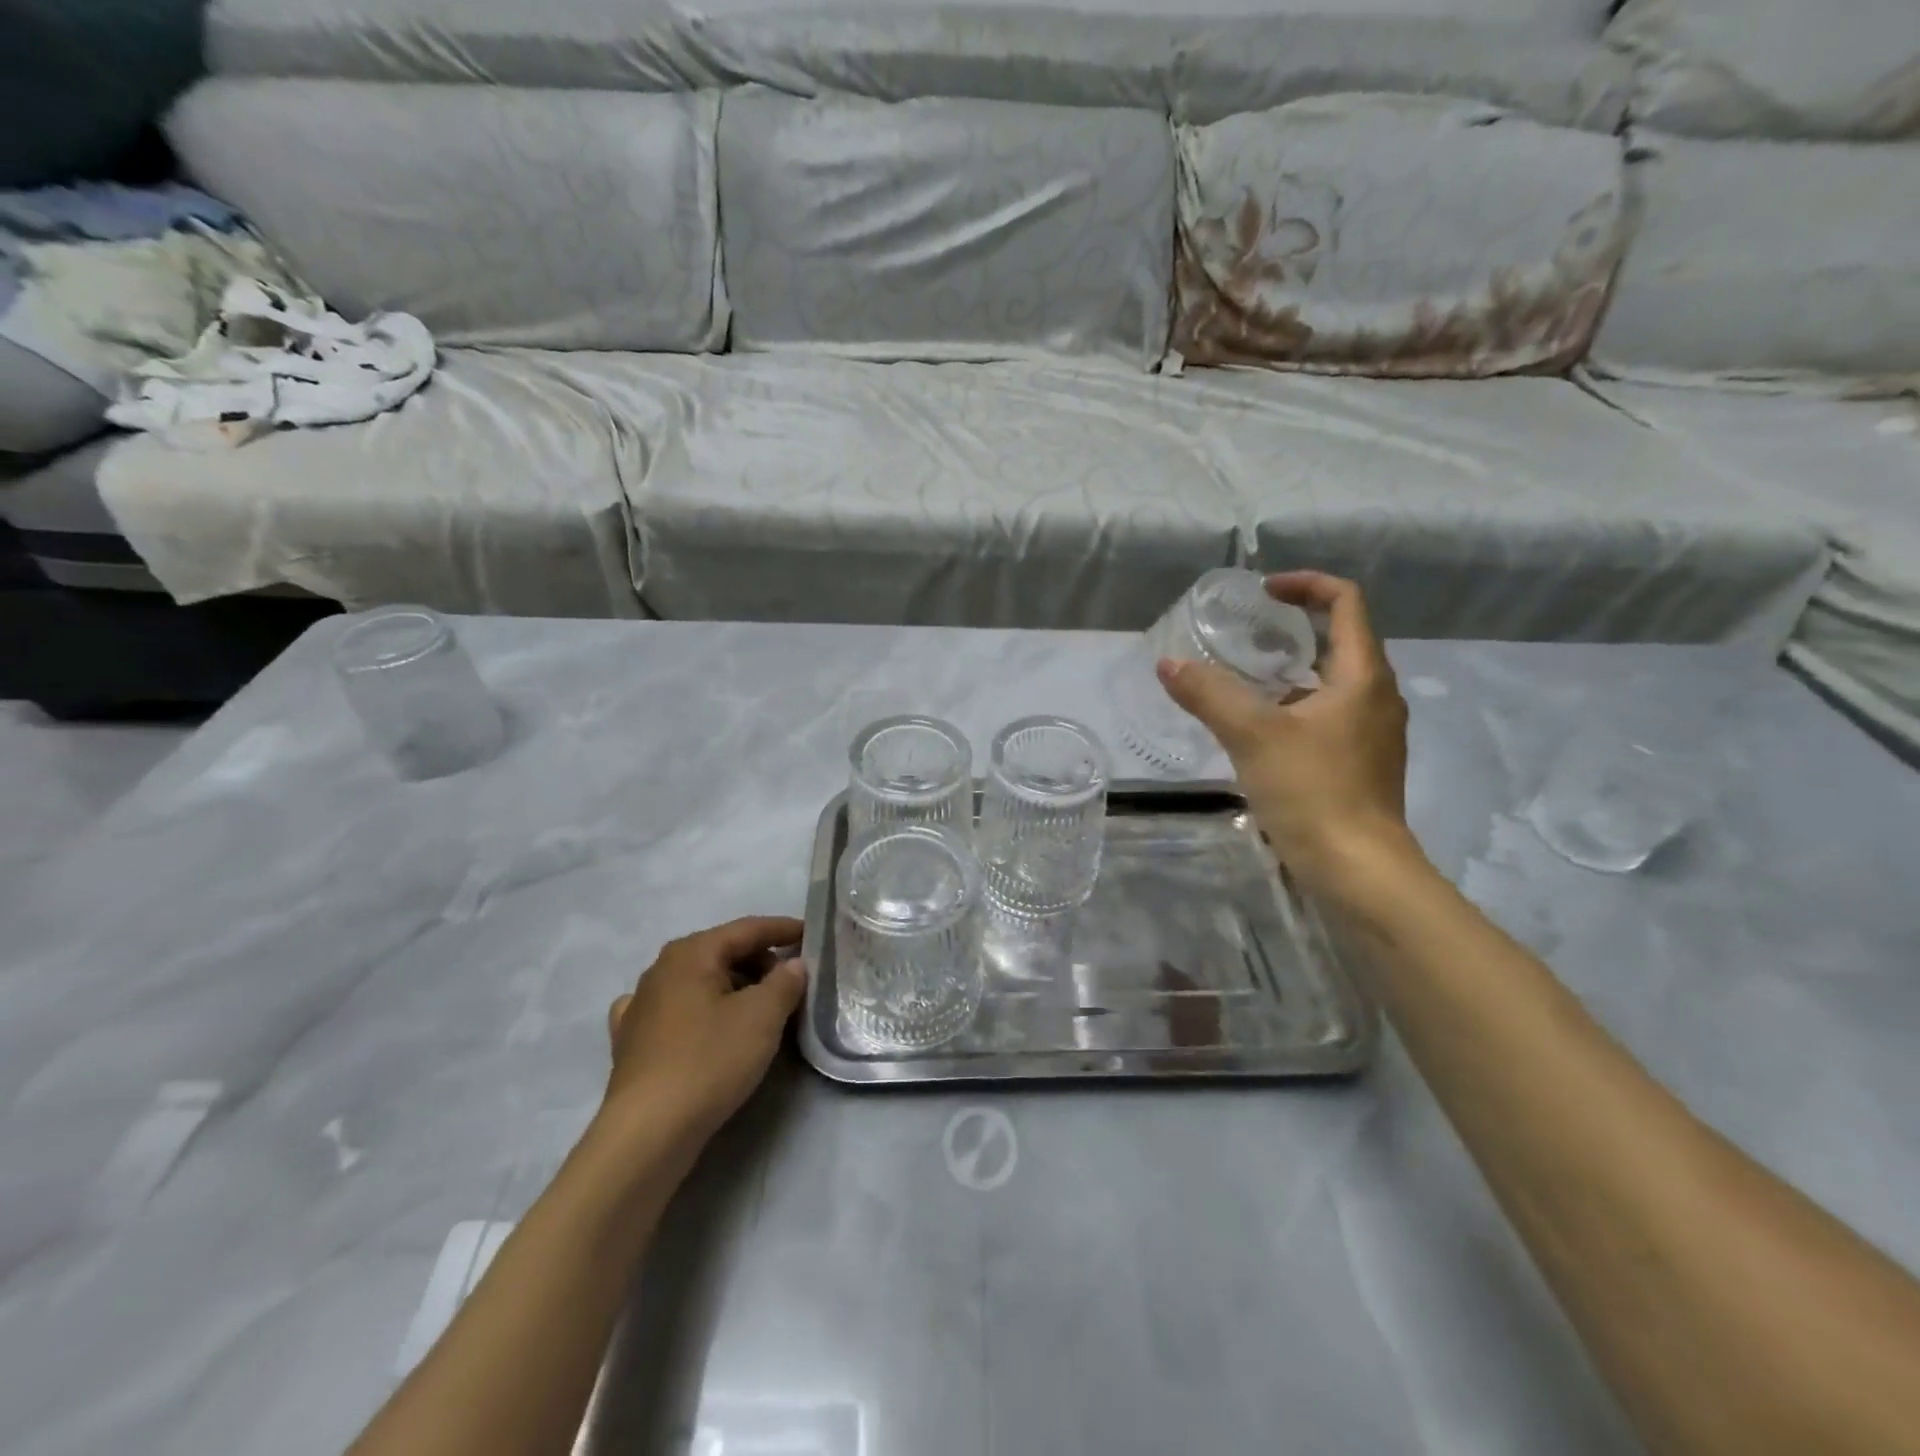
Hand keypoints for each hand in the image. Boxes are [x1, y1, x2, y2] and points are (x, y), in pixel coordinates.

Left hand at [602, 916, 806, 1153]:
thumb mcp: (762, 1017)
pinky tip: (702, 1024)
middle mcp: (661, 969)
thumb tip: (793, 965)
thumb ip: (785, 982)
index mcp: (691, 953)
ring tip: (759, 1009)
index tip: (811, 935)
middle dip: (760, 962)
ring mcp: (640, 1005)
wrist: (648, 1132)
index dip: (783, 930)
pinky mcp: (631, 1041)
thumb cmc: (709, 1061)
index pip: (747, 929)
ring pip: (699, 982)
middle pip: (722, 953)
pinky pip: (674, 1011)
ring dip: (732, 988)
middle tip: (792, 983)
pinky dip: (697, 1010)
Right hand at [1158, 571, 1421, 892]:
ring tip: (1242, 680)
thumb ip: (1209, 694)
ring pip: (1331, 683)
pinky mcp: (1360, 764)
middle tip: (1244, 635)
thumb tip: (1168, 664)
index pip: (1345, 603)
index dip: (1305, 585)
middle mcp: (1376, 697)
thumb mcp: (1252, 736)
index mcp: (1362, 677)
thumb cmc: (1313, 792)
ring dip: (1291, 671)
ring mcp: (1372, 734)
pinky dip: (1294, 708)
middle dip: (1292, 629)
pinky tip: (1257, 731)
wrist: (1358, 871)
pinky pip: (1327, 717)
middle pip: (1339, 641)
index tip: (1262, 592)